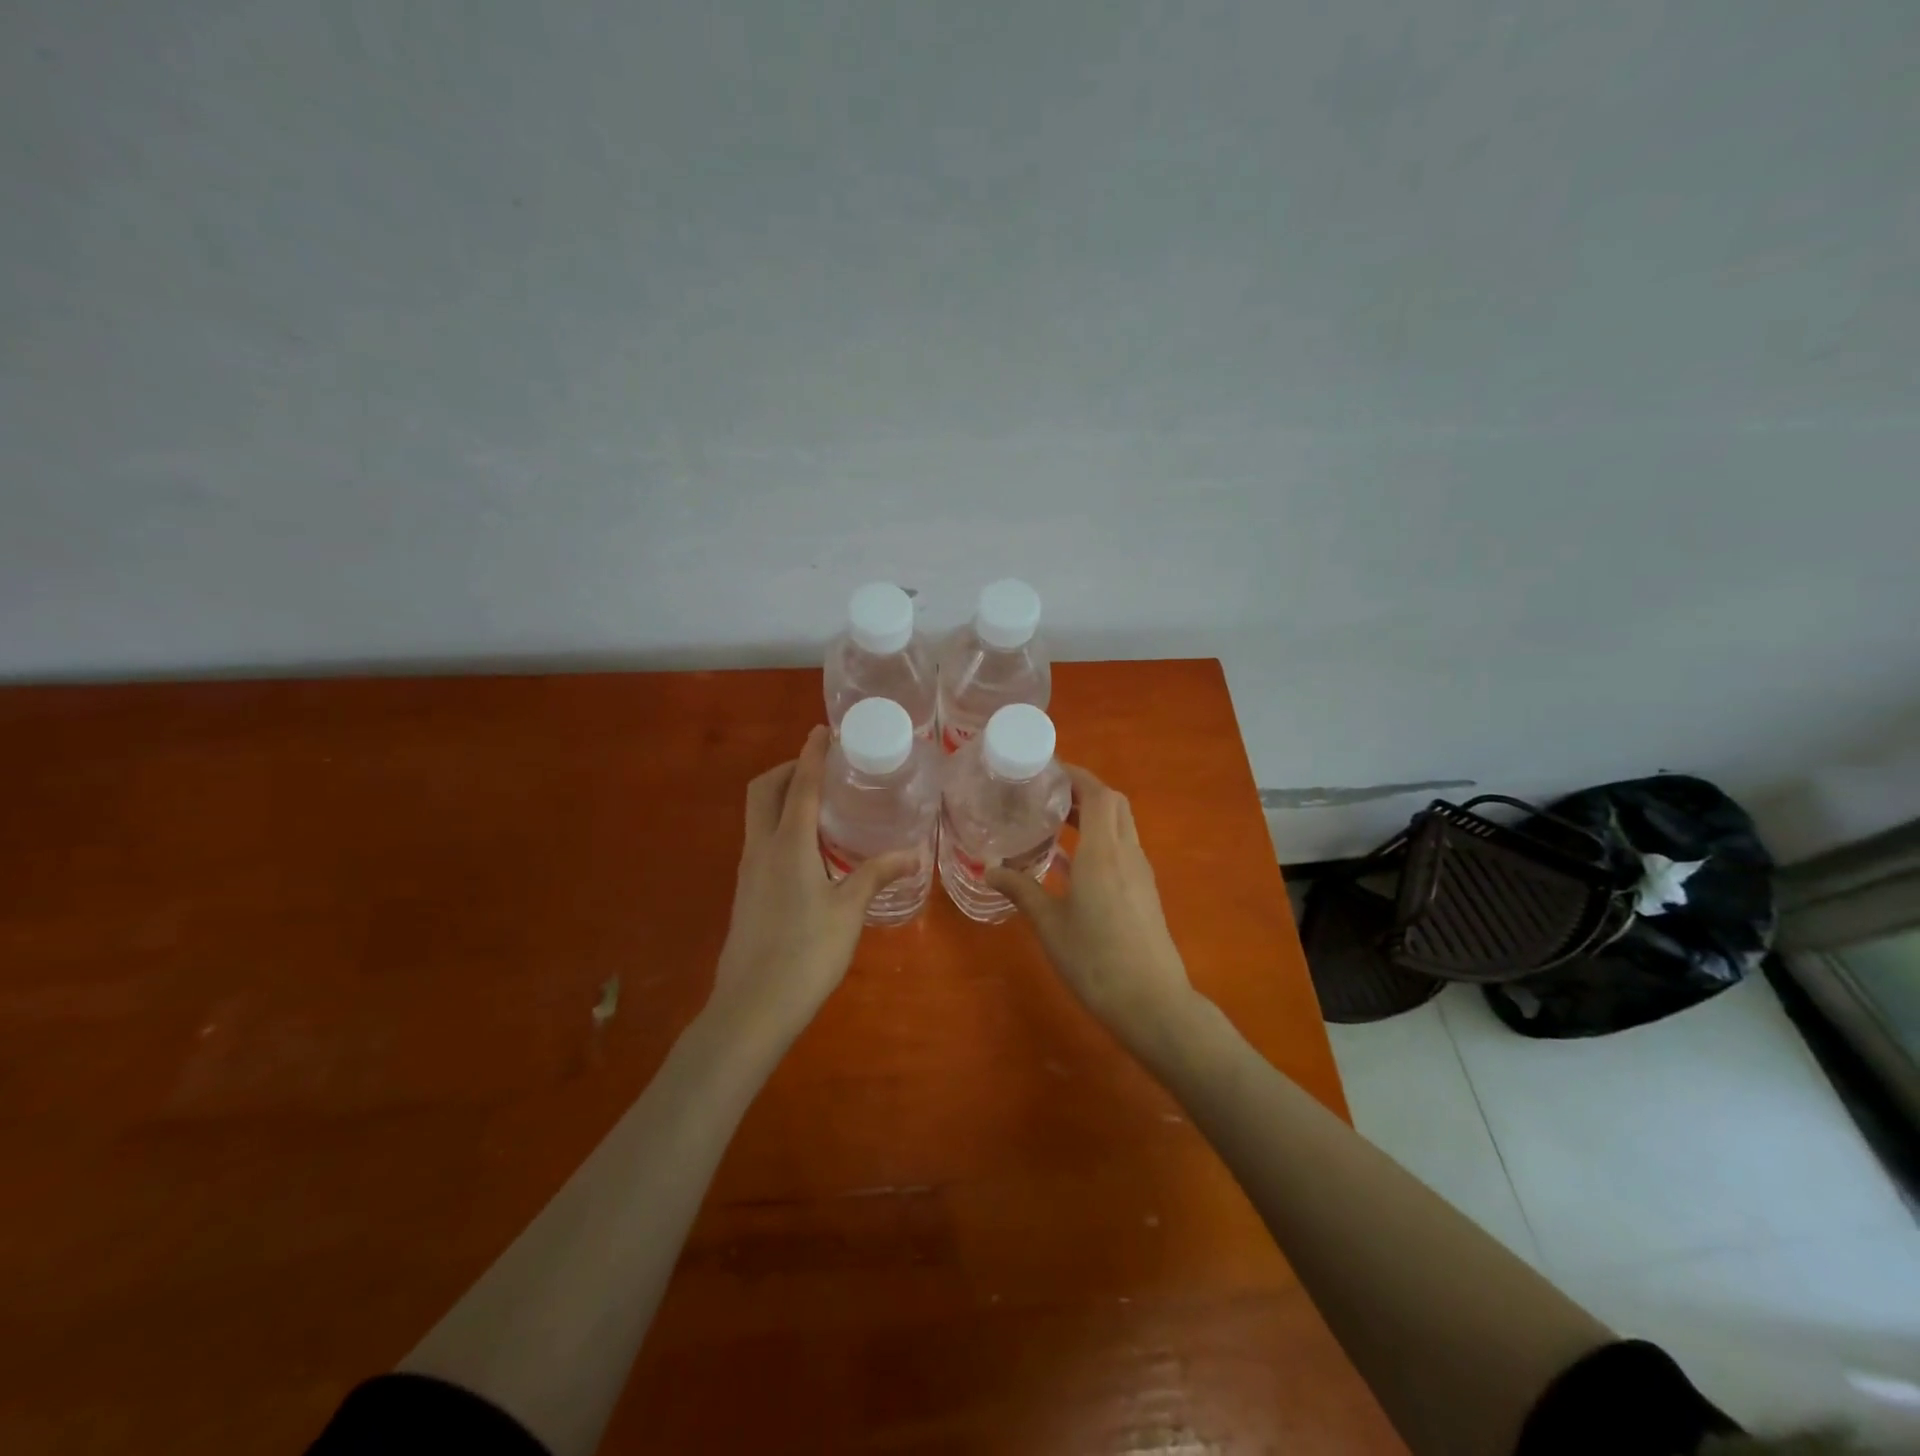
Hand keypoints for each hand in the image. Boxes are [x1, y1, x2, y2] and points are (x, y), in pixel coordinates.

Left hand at [710, 727, 917, 1040]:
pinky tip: (809, 848)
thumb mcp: (848, 911)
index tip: (824, 730)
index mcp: (788, 845)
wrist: (752, 1007)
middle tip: (822, 768)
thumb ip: (875, 875)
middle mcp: (761, 848)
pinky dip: (780, 824)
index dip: (813, 754)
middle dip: (789, 769)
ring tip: (821, 802)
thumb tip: (911, 853)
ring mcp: (748, 870)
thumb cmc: (806, 954)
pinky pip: (760, 839)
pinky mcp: (746, 890)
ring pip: (758, 814)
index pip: (802, 786)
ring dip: (783, 796)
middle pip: (764, 790)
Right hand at [986, 765, 1197, 1045]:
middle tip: (1047, 795)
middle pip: (1113, 803)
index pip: (1097, 793)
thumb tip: (989, 870)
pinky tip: (1070, 864)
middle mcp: (1126, 853)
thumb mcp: (1049, 924)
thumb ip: (1020, 890)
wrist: (1151, 1003)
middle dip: (1084, 790)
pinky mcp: (1144, 892)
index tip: (1047, 770)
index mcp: (1102, 852)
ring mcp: (1140, 873)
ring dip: (1093, 815)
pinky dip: (1099, 840)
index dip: (1075, 775)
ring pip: (1121, 826)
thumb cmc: (1095, 959)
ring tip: (1054, 822)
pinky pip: (1122, 849)